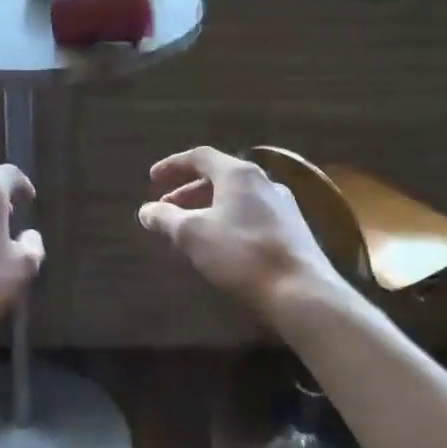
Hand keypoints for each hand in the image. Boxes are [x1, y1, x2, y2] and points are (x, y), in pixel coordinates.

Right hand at [138, 147, 348, 319]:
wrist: (300, 290)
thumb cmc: (241, 254)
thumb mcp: (192, 235)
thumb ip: (166, 218)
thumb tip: (146, 210)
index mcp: (238, 174)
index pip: (200, 157)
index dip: (173, 165)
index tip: (152, 178)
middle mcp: (263, 181)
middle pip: (219, 176)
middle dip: (188, 190)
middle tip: (167, 207)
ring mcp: (283, 205)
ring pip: (236, 197)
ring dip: (208, 207)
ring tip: (189, 227)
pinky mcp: (293, 229)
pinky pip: (251, 214)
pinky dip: (228, 219)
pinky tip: (220, 243)